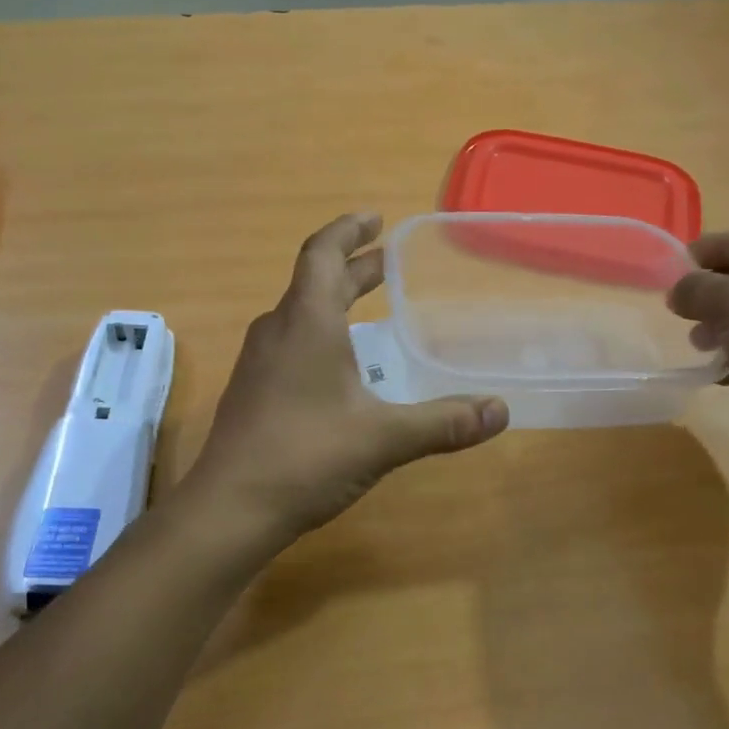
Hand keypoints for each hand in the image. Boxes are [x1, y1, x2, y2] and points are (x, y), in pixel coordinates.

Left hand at [186, 214, 508, 541]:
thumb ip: (442, 423)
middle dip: (353, 267)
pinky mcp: (253, 390)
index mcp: (306, 322)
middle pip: (315, 281)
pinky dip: (320, 332)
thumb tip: (500, 411)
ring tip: (369, 305)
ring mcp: (259, 362)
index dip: (349, 231)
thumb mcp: (382, 438)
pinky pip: (290, 342)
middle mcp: (277, 331)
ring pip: (300, 312)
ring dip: (334, 299)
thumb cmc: (305, 456)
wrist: (229, 509)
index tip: (375, 219)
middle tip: (387, 261)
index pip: (322, 253)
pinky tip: (340, 364)